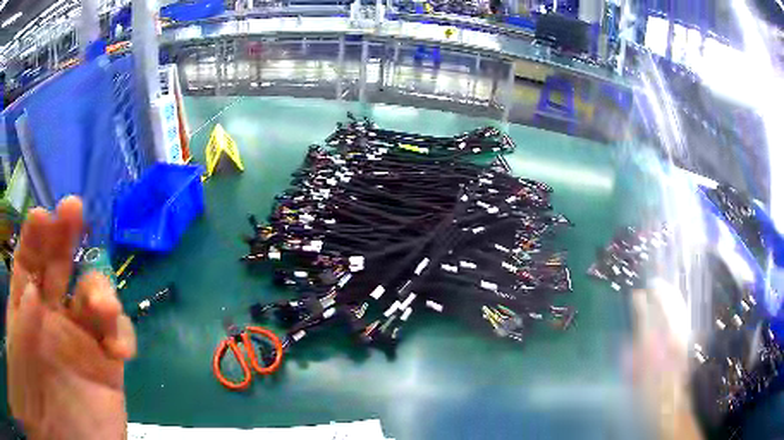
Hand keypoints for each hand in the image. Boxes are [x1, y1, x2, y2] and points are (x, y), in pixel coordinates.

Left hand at [6, 197, 136, 439]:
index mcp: (26, 310)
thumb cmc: (36, 396)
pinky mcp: (108, 371)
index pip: (28, 262)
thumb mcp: (19, 355)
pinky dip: (123, 333)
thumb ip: (19, 323)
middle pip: (60, 267)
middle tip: (73, 212)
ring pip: (93, 298)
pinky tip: (119, 347)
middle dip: (66, 236)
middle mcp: (51, 319)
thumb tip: (34, 292)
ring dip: (100, 290)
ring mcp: (80, 344)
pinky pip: (119, 340)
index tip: (42, 218)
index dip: (35, 237)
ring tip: (99, 304)